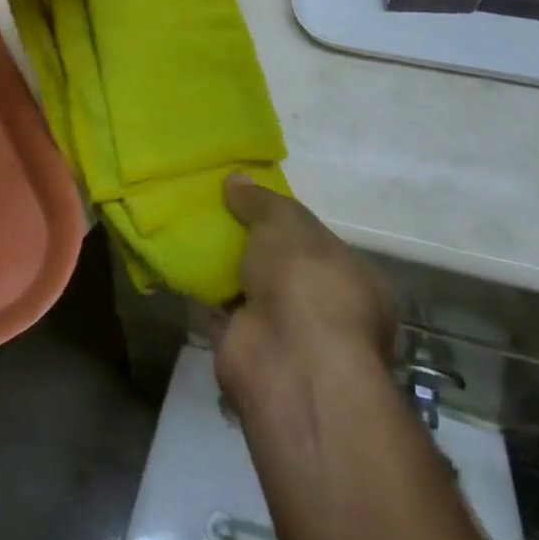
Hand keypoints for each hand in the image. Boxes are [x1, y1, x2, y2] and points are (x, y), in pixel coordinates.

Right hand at [215, 175, 397, 413]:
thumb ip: (260, 200)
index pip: (322, 245)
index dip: (289, 224)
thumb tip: (236, 178)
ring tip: (193, 233)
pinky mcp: (251, 354)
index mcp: (356, 280)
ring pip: (254, 294)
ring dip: (228, 272)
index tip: (254, 203)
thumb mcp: (286, 221)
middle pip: (285, 271)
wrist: (288, 361)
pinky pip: (224, 315)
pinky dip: (205, 296)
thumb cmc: (307, 280)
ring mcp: (291, 339)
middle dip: (255, 250)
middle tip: (217, 215)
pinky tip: (182, 266)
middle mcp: (329, 313)